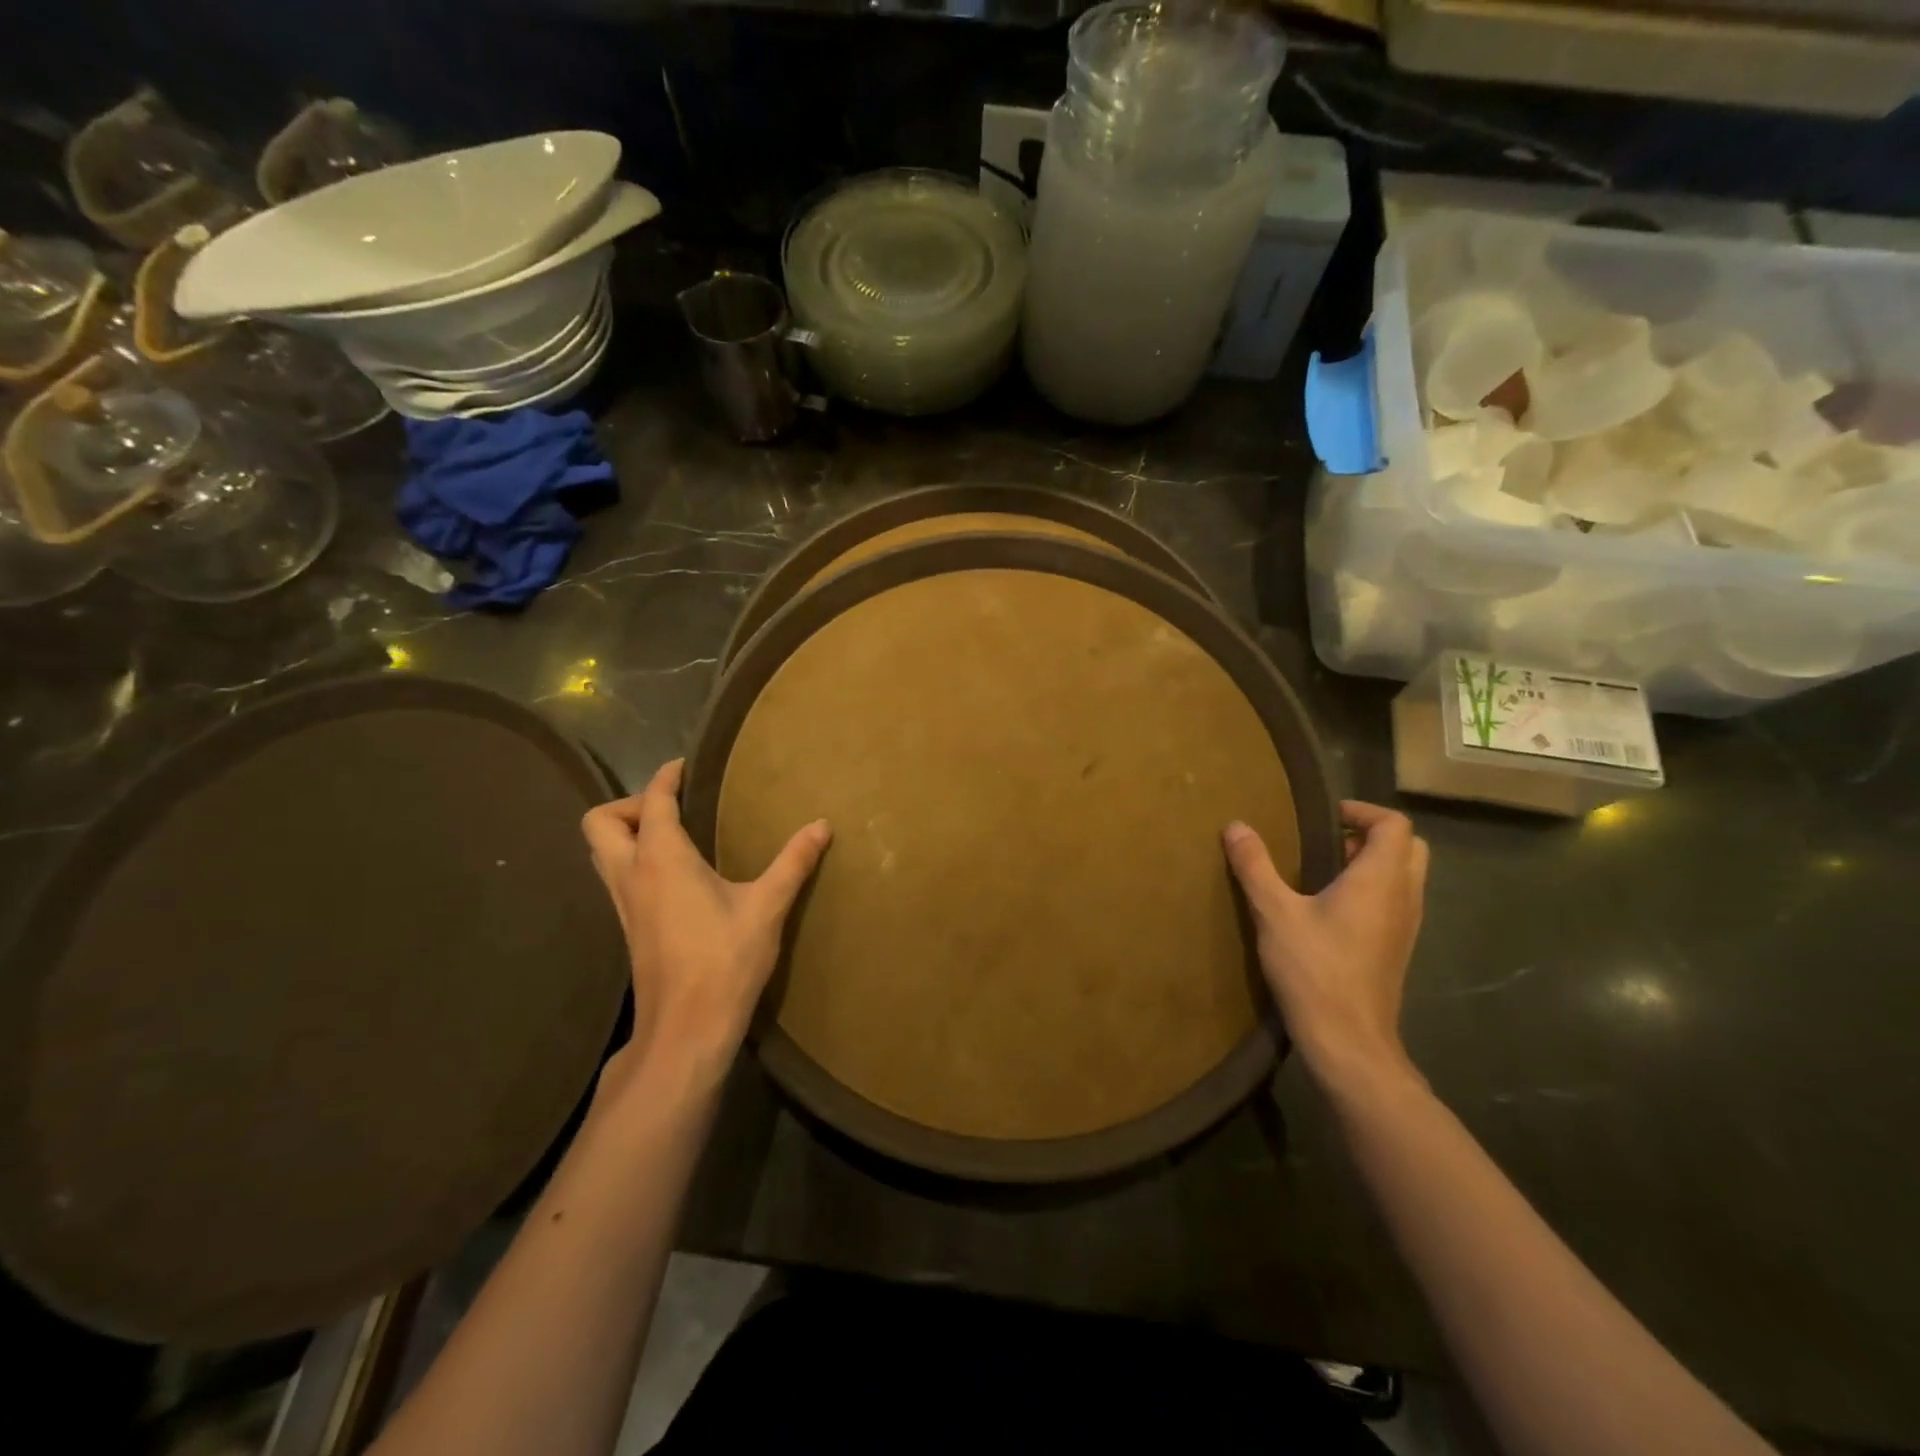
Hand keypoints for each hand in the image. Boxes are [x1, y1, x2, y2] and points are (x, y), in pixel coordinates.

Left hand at [581, 759, 829, 1078]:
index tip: (683, 766)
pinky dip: (633, 861)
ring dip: (625, 833)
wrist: (687, 1028)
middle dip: (629, 804)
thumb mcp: (767, 907)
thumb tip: (822, 825)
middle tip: (671, 807)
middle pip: (600, 823)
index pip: (651, 802)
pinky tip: (673, 876)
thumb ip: (794, 862)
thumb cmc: (725, 960)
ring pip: (601, 853)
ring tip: (672, 834)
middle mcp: (632, 875)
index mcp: (662, 859)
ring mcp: (623, 905)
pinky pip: (616, 878)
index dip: (665, 777)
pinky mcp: (628, 928)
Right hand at [1223, 801, 1428, 1097]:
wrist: (1349, 1041)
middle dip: (1371, 834)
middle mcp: (1404, 897)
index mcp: (1380, 879)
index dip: (1362, 811)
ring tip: (1323, 870)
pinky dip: (1372, 889)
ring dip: (1372, 863)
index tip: (1324, 817)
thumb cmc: (1314, 970)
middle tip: (1327, 840)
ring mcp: (1406, 926)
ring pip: (1404, 876)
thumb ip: (1255, 866)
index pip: (1394, 825)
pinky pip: (1395, 901)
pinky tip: (1330, 907)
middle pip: (1408, 847)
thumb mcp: (1274, 913)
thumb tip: (1236, 826)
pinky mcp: (1397, 949)